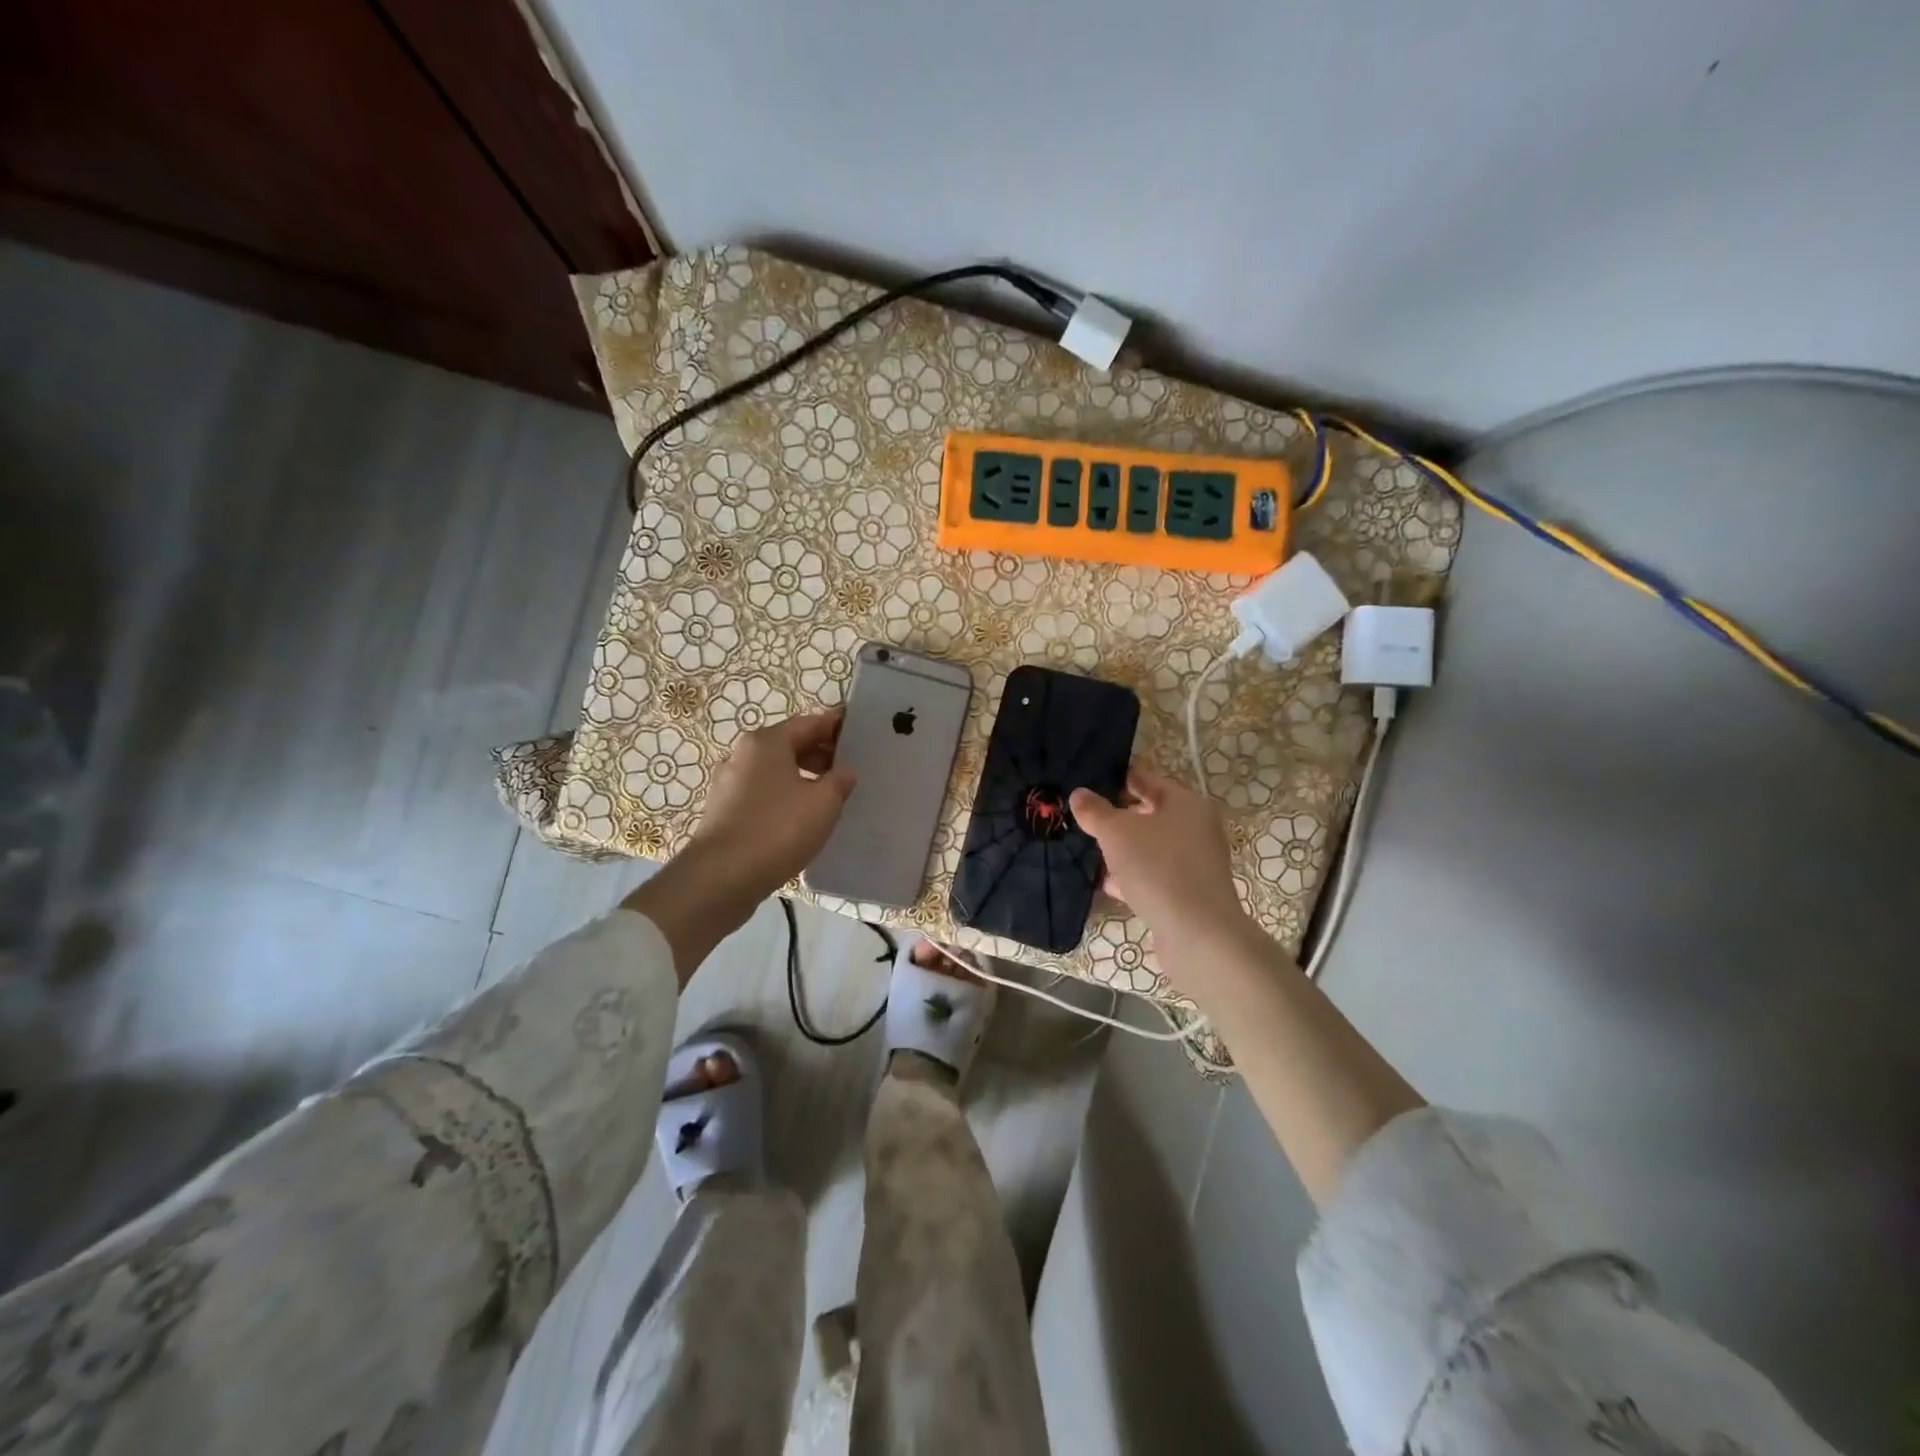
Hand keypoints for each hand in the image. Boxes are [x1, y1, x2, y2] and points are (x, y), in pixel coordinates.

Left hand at [690, 710, 855, 899]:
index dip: (837, 728)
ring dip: (802, 777)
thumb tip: (844, 771)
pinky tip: (800, 819)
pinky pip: (762, 793)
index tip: (861, 738)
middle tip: (849, 772)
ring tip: (828, 798)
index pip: (811, 723)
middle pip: (790, 744)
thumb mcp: (824, 803)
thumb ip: (840, 781)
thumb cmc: (777, 830)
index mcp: (767, 742)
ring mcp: (729, 782)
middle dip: (820, 754)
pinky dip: (784, 797)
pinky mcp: (723, 810)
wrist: (721, 878)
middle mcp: (743, 754)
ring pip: (775, 770)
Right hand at [1070, 768, 1249, 955]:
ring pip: (1152, 847)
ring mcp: (1196, 863)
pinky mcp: (1190, 893)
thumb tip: (1079, 793)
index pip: (1147, 779)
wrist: (1198, 934)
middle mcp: (1197, 828)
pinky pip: (1156, 875)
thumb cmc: (1158, 868)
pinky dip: (1134, 876)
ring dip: (1125, 850)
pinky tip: (1110, 885)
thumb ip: (1095, 811)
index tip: (1091, 780)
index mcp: (1186, 803)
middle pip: (1151, 814)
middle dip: (1119, 817)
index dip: (1119, 777)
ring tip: (1093, 851)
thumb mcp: (1117, 833)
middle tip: (1086, 818)